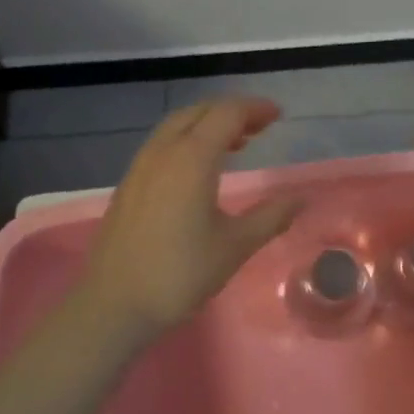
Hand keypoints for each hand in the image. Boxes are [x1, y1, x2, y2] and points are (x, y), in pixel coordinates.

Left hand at [81, 96, 304, 332]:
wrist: (113, 304)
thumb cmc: (179, 273)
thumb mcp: (234, 246)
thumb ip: (271, 217)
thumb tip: (300, 198)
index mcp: (192, 158)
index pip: (226, 114)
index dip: (254, 108)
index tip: (277, 115)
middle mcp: (164, 151)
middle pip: (200, 112)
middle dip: (232, 111)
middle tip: (260, 126)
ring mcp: (141, 165)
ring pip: (177, 125)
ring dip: (208, 123)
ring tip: (236, 142)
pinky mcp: (129, 182)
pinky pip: (163, 143)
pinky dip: (188, 139)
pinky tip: (200, 167)